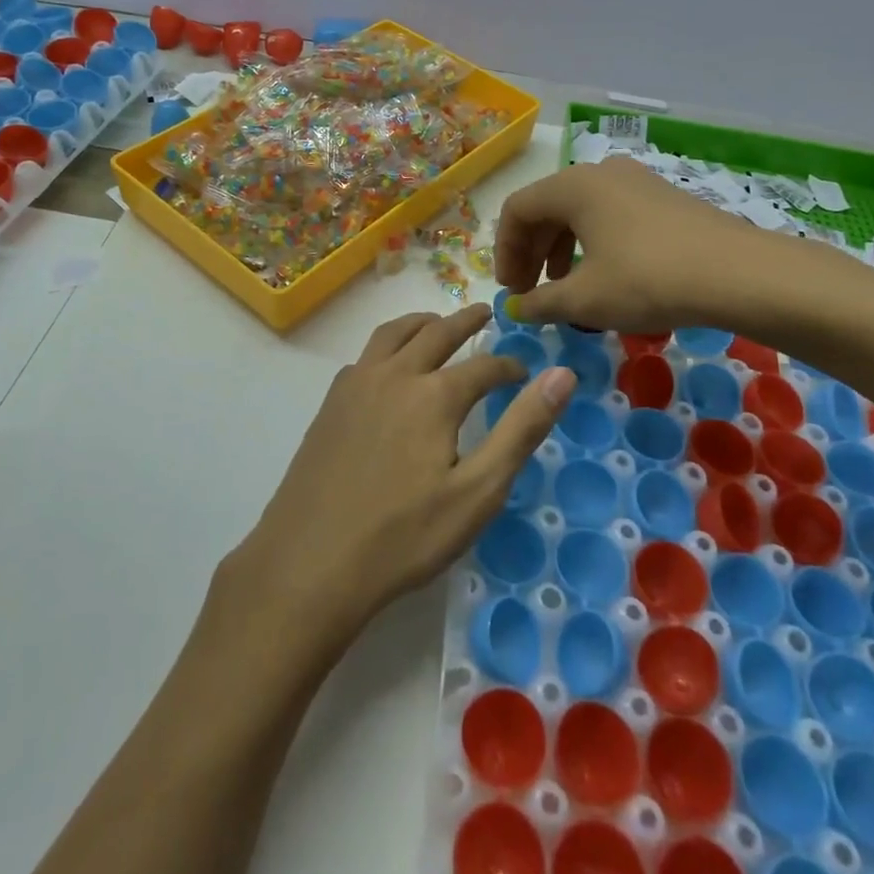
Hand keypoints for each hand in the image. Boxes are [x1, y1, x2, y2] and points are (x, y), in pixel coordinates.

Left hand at [229, 305, 575, 650]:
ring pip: (393, 334)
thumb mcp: (477, 491)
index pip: (484, 366)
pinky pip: (365, 356)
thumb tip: (562, 376)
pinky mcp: (330, 404)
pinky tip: (388, 369)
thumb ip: (521, 429)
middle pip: (436, 333)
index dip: (509, 368)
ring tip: (437, 323)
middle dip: (465, 321)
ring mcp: (355, 386)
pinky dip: (387, 347)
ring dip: (421, 323)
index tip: (524, 374)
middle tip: (484, 311)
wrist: (311, 562)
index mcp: (434, 395)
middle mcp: (394, 375)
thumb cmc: (404, 535)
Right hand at [496, 158, 825, 334]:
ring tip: (566, 290)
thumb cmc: (647, 280)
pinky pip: (611, 215)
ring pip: (580, 212)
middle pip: (547, 208)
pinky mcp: (663, 198)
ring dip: (561, 250)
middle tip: (533, 294)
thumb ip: (541, 303)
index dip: (505, 252)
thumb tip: (517, 309)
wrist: (740, 274)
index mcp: (572, 186)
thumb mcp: (585, 299)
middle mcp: (600, 172)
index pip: (517, 210)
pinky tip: (606, 278)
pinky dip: (594, 244)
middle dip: (532, 253)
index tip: (512, 292)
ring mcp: (636, 181)